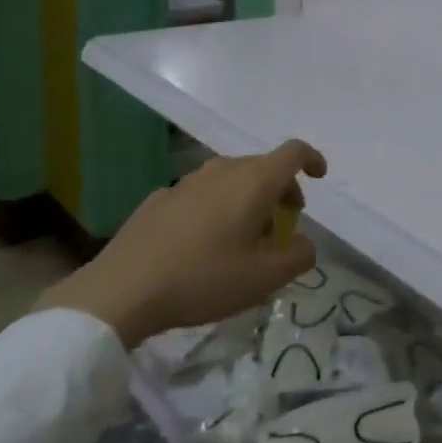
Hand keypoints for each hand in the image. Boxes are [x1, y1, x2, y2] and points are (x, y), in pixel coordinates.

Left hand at [37, 140, 323, 347]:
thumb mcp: (264, 278)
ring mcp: (188, 180)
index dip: (312, 159)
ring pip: (232, 180)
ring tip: (243, 239)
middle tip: (283, 225)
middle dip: (281, 190)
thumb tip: (306, 244)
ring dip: (248, 200)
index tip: (320, 176)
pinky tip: (202, 245)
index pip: (294, 152)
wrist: (122, 290)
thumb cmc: (203, 278)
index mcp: (255, 180)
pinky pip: (202, 194)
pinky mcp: (160, 197)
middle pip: (263, 167)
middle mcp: (224, 169)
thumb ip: (299, 256)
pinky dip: (215, 209)